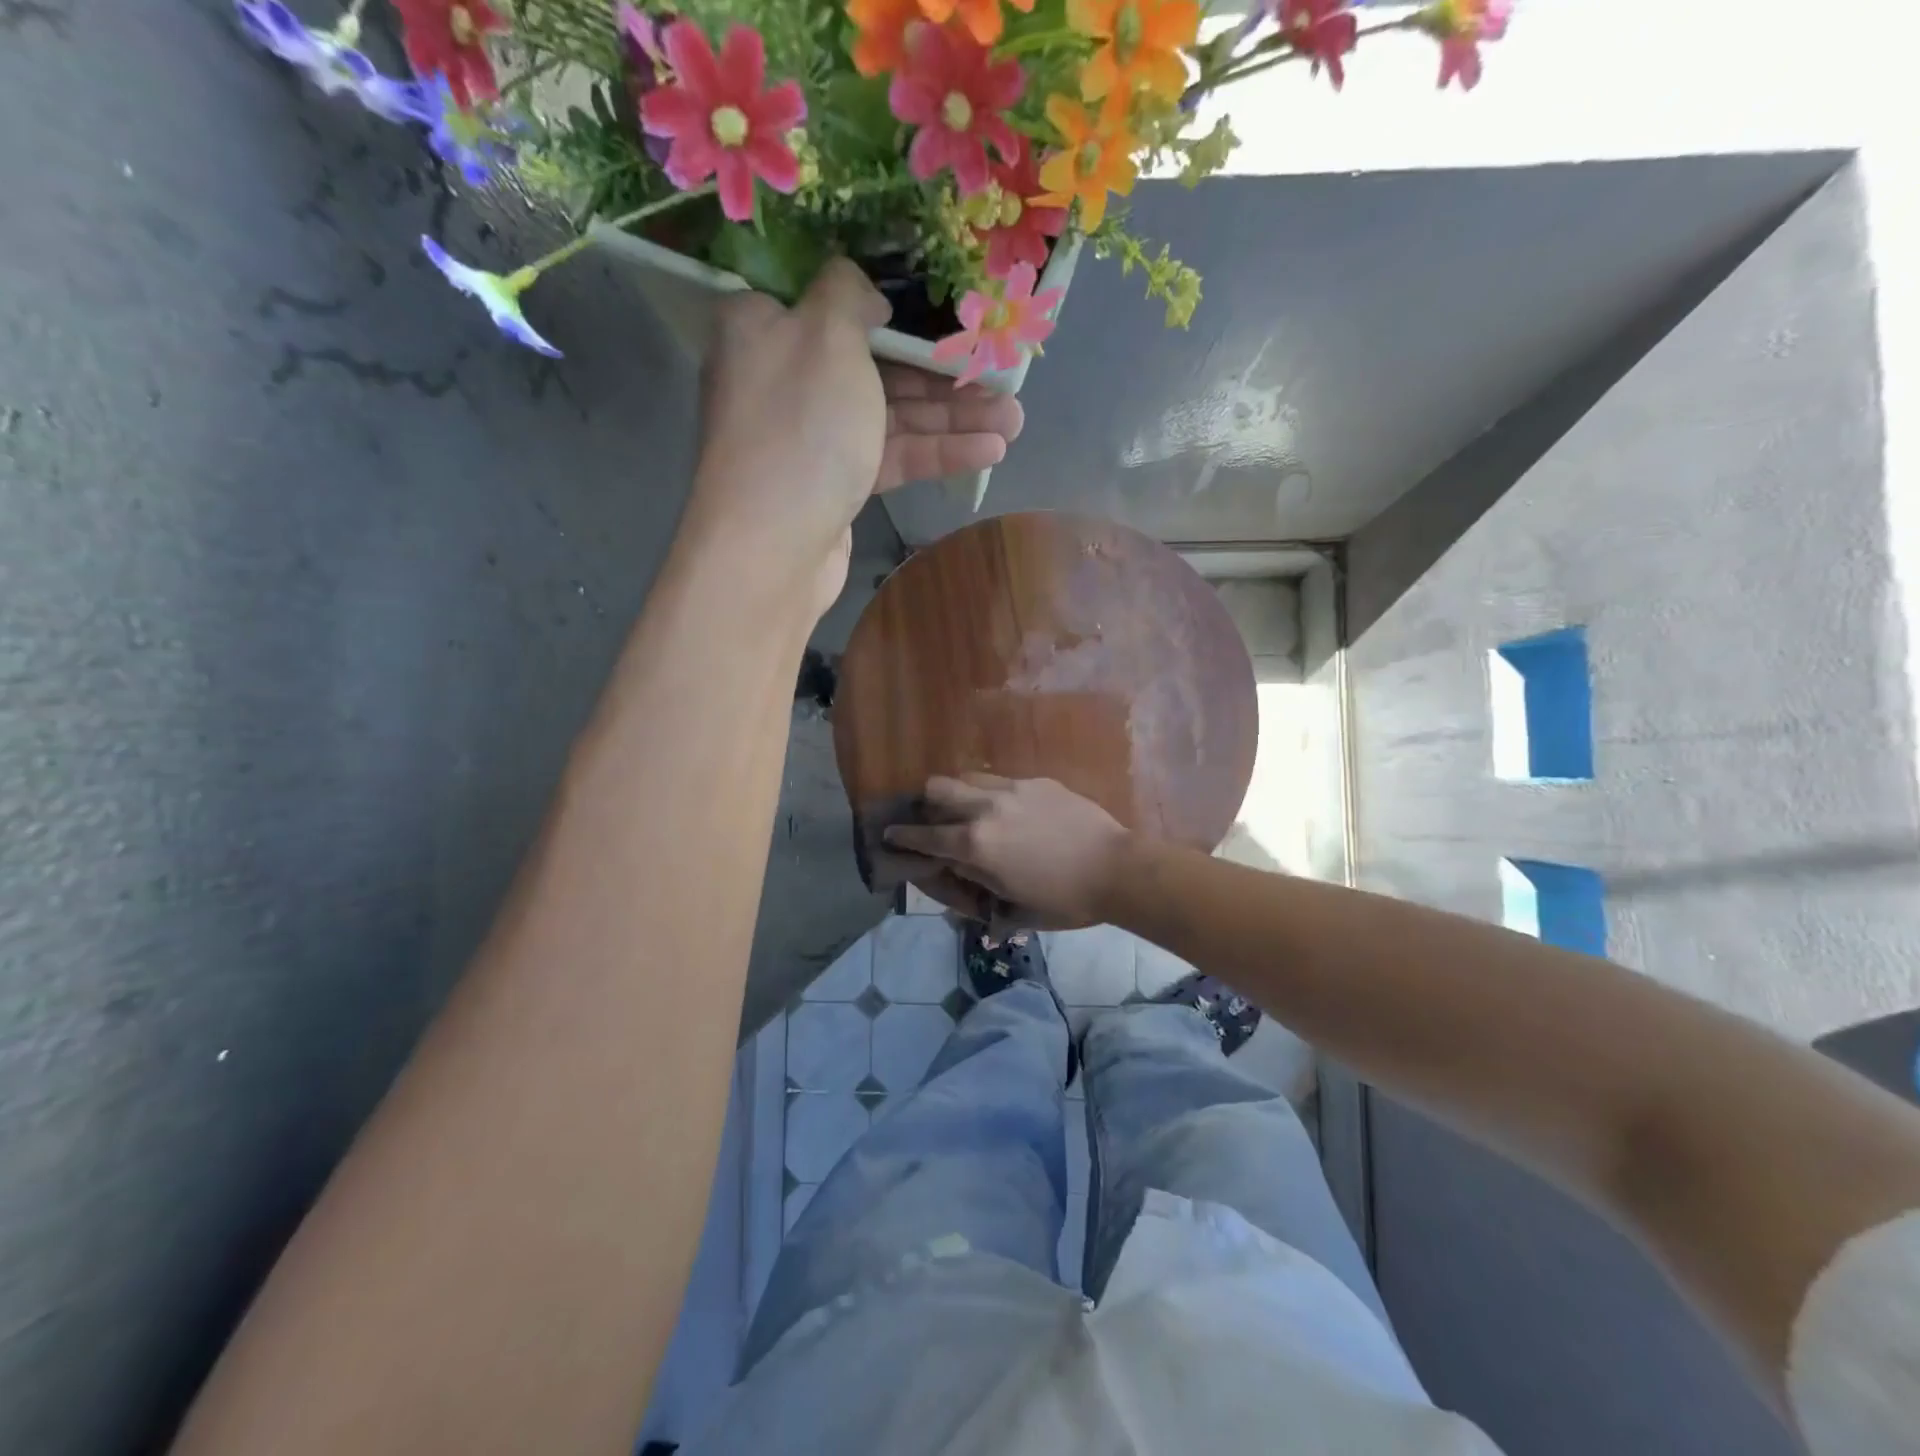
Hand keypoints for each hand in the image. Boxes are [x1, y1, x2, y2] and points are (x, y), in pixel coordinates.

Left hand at [687, 260, 1024, 615]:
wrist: (772, 547)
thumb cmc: (800, 426)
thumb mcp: (826, 335)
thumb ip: (849, 295)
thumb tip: (866, 296)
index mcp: (765, 326)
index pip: (831, 301)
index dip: (894, 305)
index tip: (946, 310)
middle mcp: (786, 377)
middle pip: (875, 363)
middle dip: (943, 372)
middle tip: (1002, 374)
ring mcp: (813, 436)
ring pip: (891, 415)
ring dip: (953, 417)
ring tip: (1015, 420)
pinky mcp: (836, 483)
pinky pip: (890, 455)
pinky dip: (936, 452)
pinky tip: (988, 451)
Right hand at [883, 775, 1130, 929]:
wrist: (1116, 869)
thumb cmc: (1064, 900)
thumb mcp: (1014, 905)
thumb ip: (979, 883)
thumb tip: (961, 870)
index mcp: (975, 844)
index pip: (925, 836)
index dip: (903, 836)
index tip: (890, 834)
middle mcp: (985, 809)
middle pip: (938, 788)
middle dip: (927, 802)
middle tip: (933, 817)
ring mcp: (1012, 789)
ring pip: (968, 777)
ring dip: (959, 791)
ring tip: (969, 807)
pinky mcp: (1037, 781)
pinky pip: (1001, 780)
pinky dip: (992, 792)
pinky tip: (1010, 808)